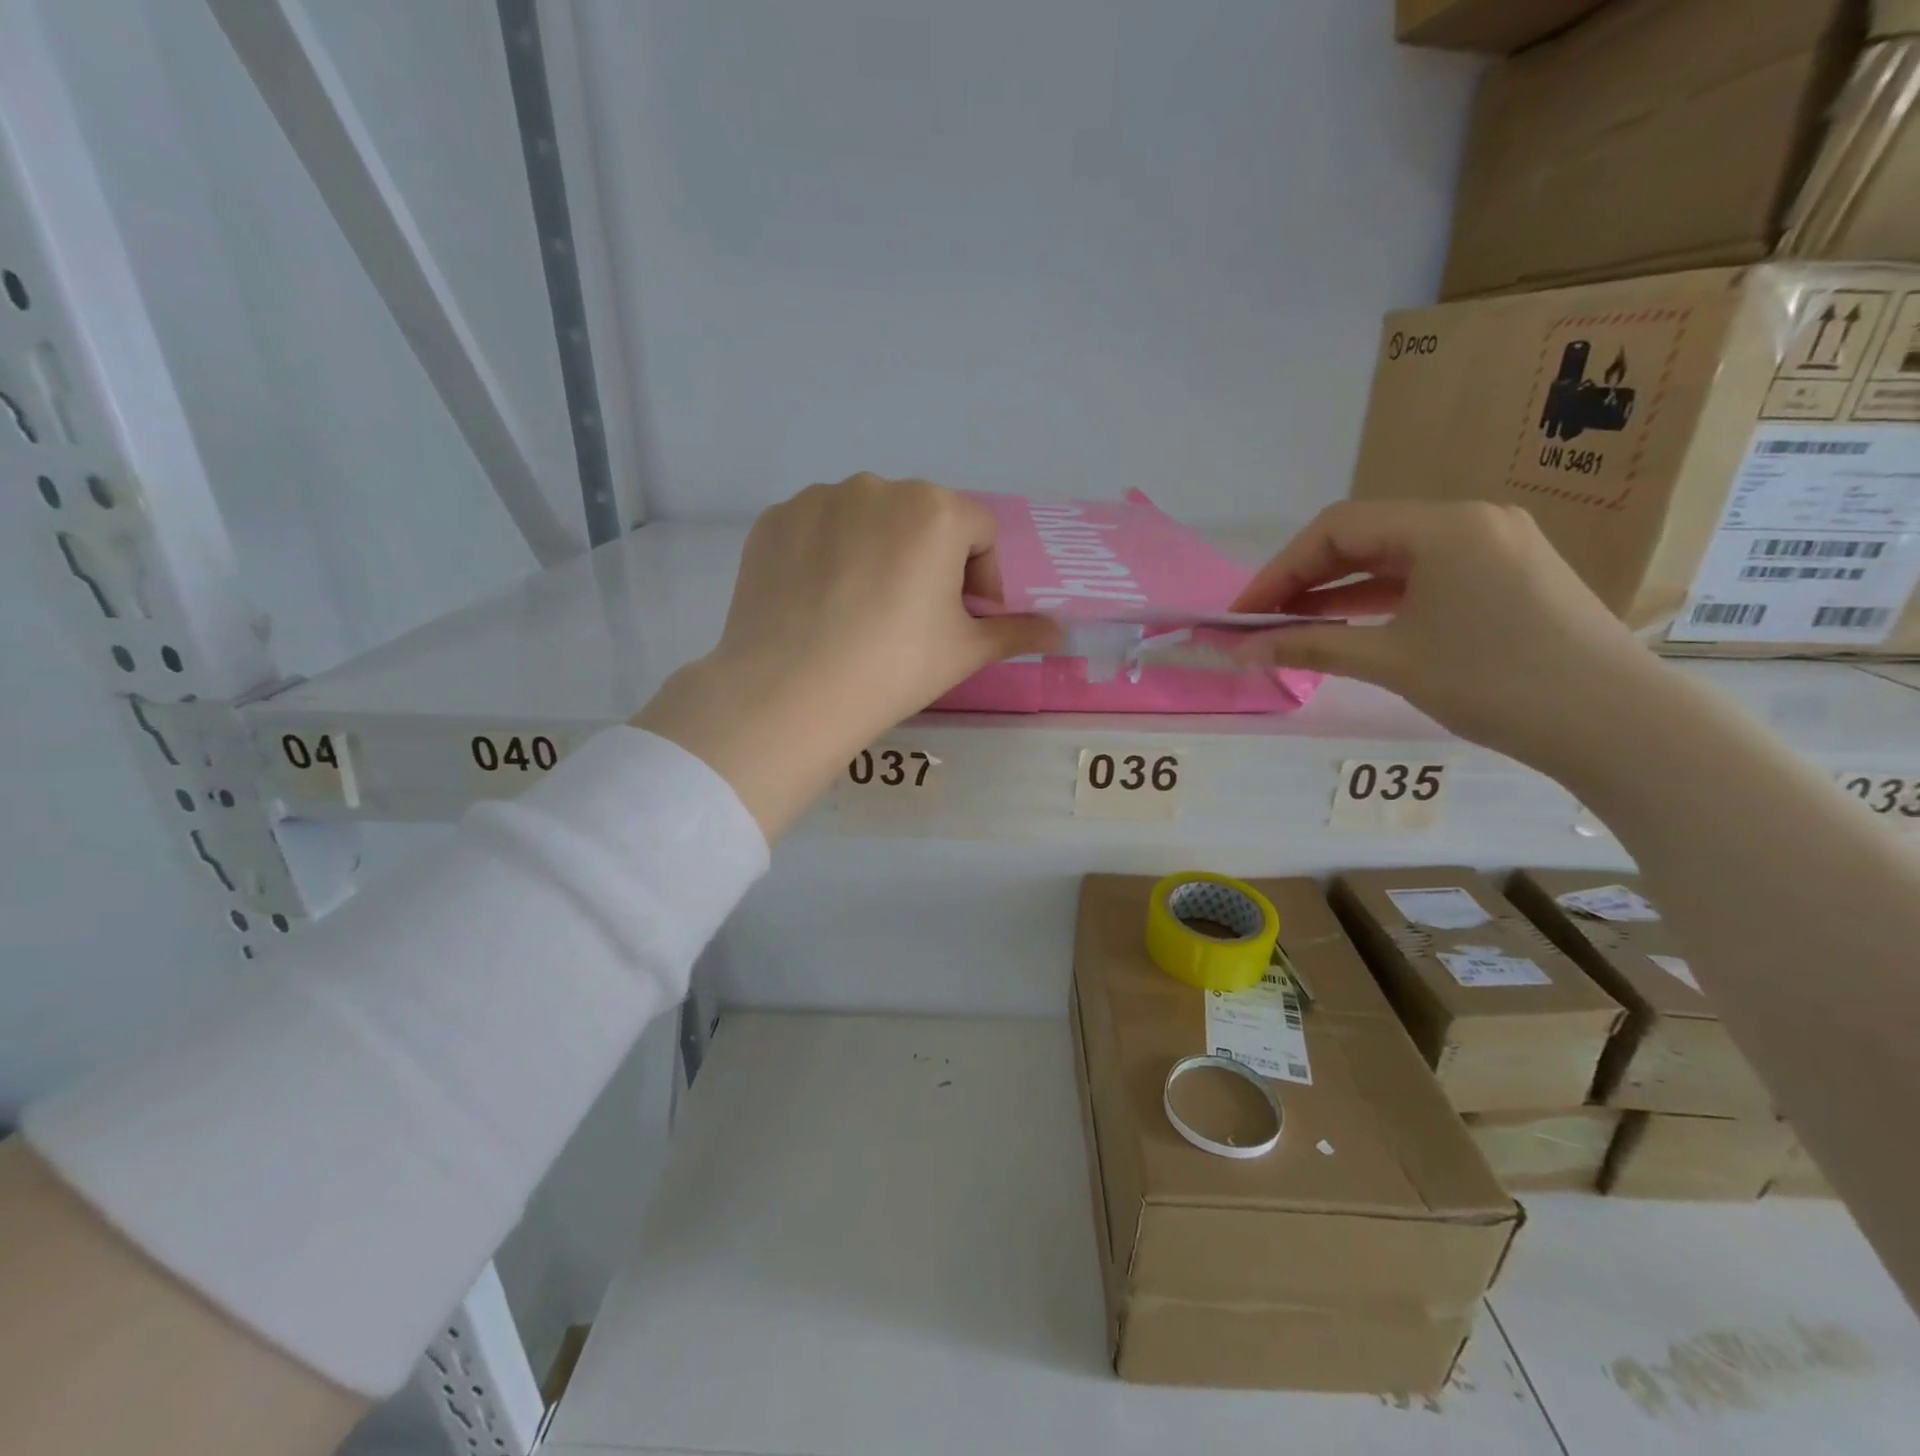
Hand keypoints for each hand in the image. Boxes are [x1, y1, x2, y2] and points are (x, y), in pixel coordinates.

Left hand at [636, 474, 1060, 837]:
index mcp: (935, 510)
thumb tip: (1060, 633)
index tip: (962, 618)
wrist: (790, 693)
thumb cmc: (894, 668)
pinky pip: (818, 529)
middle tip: (911, 618)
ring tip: (859, 611)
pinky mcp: (774, 520)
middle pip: (922, 519)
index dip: (980, 577)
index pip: (978, 531)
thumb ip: (1017, 632)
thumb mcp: (965, 652)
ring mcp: (818, 499)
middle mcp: (877, 486)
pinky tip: (818, 602)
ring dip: (877, 552)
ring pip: (867, 520)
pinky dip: (826, 555)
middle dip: (929, 560)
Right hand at [1231, 501, 1660, 768]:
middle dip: (1304, 578)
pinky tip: (1348, 624)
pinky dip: (1379, 598)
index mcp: (1445, 526)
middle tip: (1261, 620)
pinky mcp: (1507, 576)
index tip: (1243, 613)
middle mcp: (1471, 521)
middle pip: (1364, 537)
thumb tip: (1242, 649)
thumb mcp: (1392, 661)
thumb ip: (1311, 645)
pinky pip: (1424, 575)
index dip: (1279, 570)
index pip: (1337, 529)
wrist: (1618, 724)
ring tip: (1292, 625)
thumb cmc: (1496, 683)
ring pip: (1393, 557)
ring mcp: (1495, 546)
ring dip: (1338, 590)